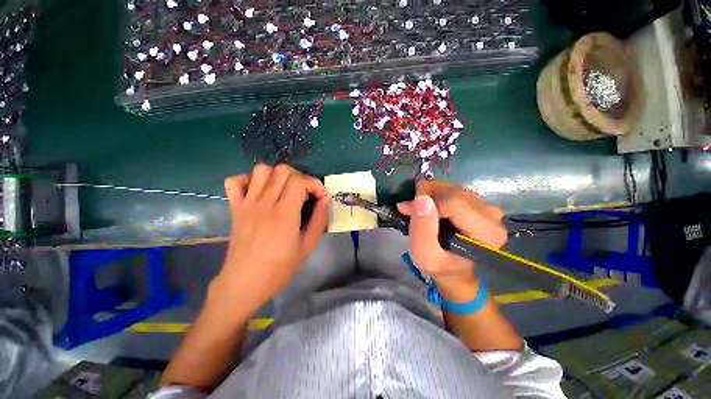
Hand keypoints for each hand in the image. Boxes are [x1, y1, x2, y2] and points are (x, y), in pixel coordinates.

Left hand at [212, 164, 328, 310]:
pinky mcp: (235, 208)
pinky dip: (249, 180)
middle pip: (282, 171)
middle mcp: (264, 203)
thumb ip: (319, 220)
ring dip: (277, 175)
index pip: (299, 181)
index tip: (321, 195)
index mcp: (284, 214)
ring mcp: (246, 204)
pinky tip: (260, 191)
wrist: (244, 282)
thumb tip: (325, 199)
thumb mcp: (307, 246)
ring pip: (261, 170)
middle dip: (300, 177)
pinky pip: (235, 181)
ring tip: (285, 189)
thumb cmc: (280, 268)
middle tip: (306, 192)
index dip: (314, 183)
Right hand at [397, 181, 506, 288]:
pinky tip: (428, 206)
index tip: (408, 210)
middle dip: (426, 196)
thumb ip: (422, 229)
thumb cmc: (439, 265)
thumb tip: (421, 198)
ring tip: (417, 209)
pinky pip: (452, 189)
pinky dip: (435, 194)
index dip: (427, 204)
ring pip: (451, 188)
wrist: (452, 269)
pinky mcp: (478, 202)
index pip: (453, 203)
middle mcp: (492, 215)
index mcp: (487, 232)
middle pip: (453, 193)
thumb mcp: (424, 255)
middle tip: (410, 208)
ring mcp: (486, 206)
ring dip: (429, 195)